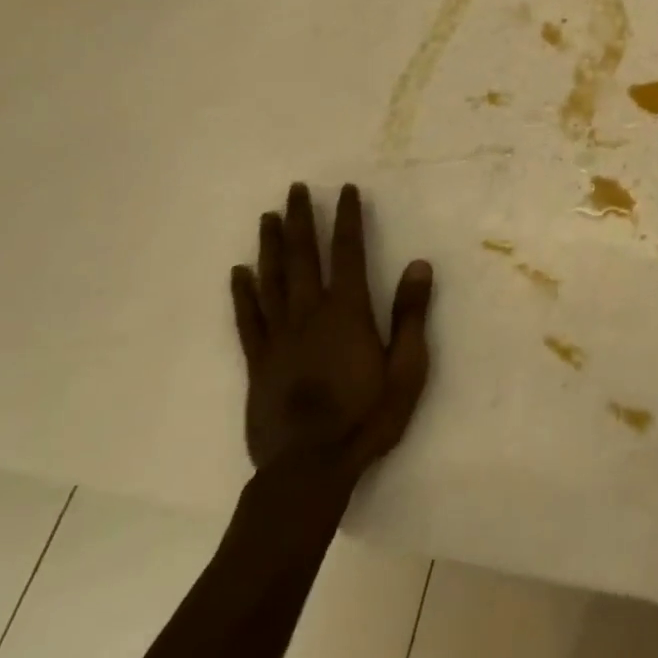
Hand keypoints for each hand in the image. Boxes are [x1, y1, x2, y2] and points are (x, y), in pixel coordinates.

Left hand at [229, 183, 432, 474]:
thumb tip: (419, 264)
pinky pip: (248, 318)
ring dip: (269, 245)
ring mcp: (279, 336)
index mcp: (347, 311)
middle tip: (296, 189)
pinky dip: (242, 293)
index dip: (347, 218)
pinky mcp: (258, 361)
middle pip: (302, 256)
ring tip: (268, 216)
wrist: (310, 468)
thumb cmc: (367, 417)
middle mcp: (310, 313)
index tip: (345, 190)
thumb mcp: (407, 368)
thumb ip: (411, 314)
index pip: (347, 251)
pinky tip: (238, 272)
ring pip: (271, 279)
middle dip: (300, 219)